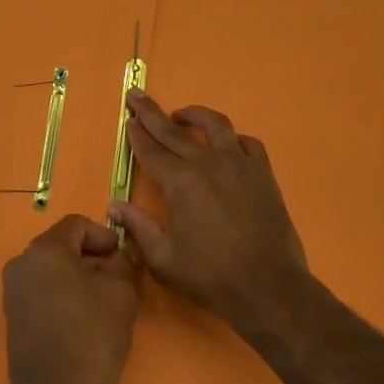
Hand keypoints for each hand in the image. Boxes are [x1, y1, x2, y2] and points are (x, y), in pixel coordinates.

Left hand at [1, 215, 139, 383]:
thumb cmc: (92, 339)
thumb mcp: (121, 294)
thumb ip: (123, 263)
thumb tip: (121, 253)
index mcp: (44, 250)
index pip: (77, 225)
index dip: (104, 237)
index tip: (122, 257)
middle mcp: (21, 263)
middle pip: (62, 246)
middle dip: (91, 258)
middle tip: (117, 280)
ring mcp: (12, 291)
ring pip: (52, 269)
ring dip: (77, 277)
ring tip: (102, 302)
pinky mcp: (12, 316)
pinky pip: (41, 290)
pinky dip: (62, 295)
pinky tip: (82, 319)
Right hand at [110, 89, 309, 335]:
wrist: (268, 287)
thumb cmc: (210, 276)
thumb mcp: (163, 259)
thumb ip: (138, 228)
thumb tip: (115, 205)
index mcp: (178, 182)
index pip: (150, 150)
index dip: (136, 134)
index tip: (128, 120)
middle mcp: (206, 163)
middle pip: (172, 130)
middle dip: (151, 112)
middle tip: (137, 96)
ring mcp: (238, 164)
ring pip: (214, 124)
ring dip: (194, 114)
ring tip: (182, 114)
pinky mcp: (262, 173)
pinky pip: (247, 143)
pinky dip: (233, 139)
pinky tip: (227, 145)